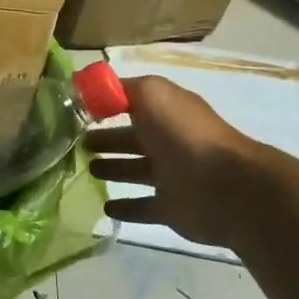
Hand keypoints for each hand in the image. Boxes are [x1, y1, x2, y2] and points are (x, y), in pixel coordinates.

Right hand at [86, 76, 270, 247]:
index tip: (73, 111)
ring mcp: (170, 177)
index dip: (104, 106)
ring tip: (85, 170)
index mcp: (165, 113)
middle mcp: (168, 142)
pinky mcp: (170, 209)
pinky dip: (125, 207)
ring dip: (112, 169)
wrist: (225, 188)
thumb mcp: (152, 94)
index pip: (129, 105)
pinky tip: (104, 206)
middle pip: (129, 139)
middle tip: (75, 144)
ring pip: (133, 171)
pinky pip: (141, 207)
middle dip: (105, 140)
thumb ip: (121, 89)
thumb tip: (91, 90)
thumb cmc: (184, 135)